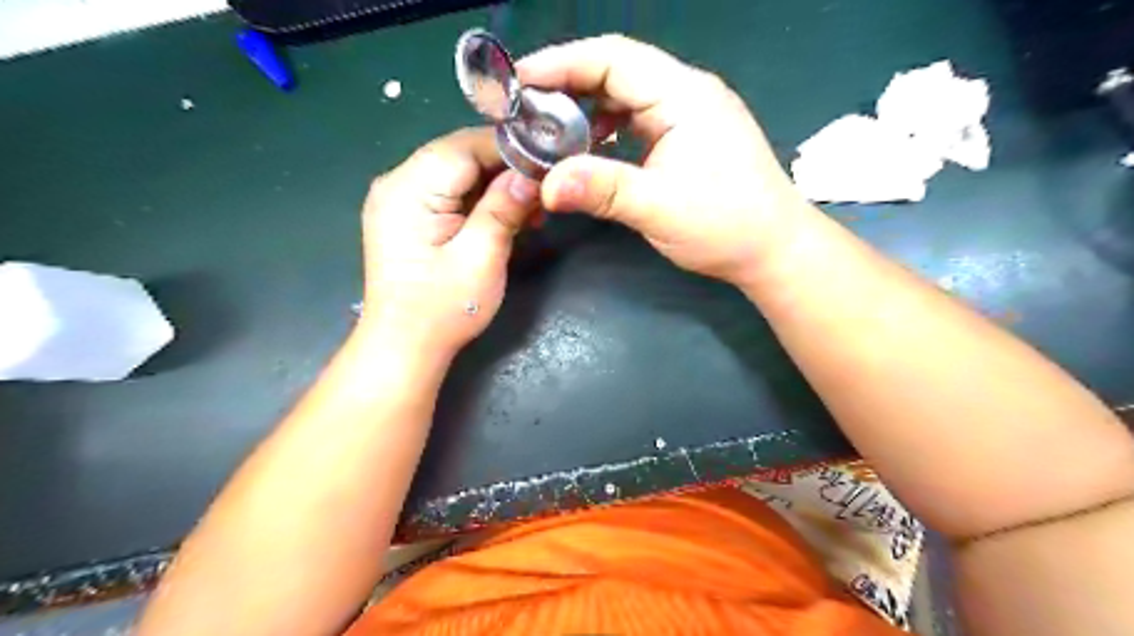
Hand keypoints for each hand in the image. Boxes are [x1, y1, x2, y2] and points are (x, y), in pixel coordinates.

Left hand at [360, 126, 540, 358]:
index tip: (549, 162)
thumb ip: (504, 208)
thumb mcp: (481, 257)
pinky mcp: (409, 217)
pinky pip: (450, 193)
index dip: (510, 150)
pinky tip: (506, 218)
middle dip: (506, 170)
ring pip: (458, 173)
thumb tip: (532, 175)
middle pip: (460, 155)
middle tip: (544, 193)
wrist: (404, 347)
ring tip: (531, 211)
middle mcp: (397, 183)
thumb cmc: (443, 309)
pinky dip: (480, 201)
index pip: (465, 146)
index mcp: (409, 188)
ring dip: (496, 187)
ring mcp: (400, 200)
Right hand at [516, 32, 810, 285]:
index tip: (519, 81)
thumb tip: (546, 186)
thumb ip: (602, 191)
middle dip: (568, 84)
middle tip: (526, 109)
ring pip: (626, 96)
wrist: (774, 249)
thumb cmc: (725, 225)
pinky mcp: (688, 137)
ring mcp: (689, 115)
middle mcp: (686, 93)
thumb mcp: (658, 208)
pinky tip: (590, 149)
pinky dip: (608, 130)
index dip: (562, 63)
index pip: (614, 58)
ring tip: (550, 130)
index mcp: (683, 95)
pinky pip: (638, 120)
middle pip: (617, 71)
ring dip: (587, 109)